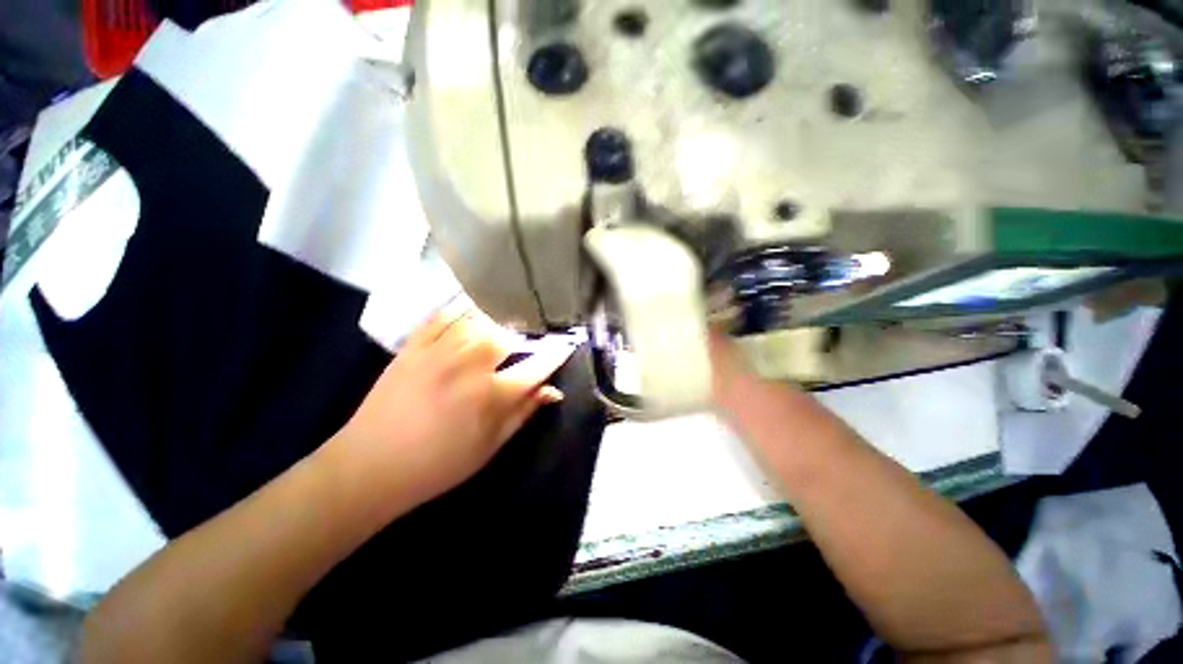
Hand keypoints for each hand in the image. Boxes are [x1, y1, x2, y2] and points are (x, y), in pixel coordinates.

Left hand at [325, 306, 574, 510]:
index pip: (536, 366)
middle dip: (528, 331)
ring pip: (478, 318)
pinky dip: (462, 308)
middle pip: (509, 334)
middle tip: (536, 329)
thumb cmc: (438, 465)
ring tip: (510, 315)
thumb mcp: (490, 447)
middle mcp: (470, 365)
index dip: (556, 354)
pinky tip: (473, 308)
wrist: (369, 468)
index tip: (568, 344)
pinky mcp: (413, 346)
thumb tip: (553, 390)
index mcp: (491, 395)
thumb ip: (524, 413)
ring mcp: (439, 351)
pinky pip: (443, 316)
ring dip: (499, 315)